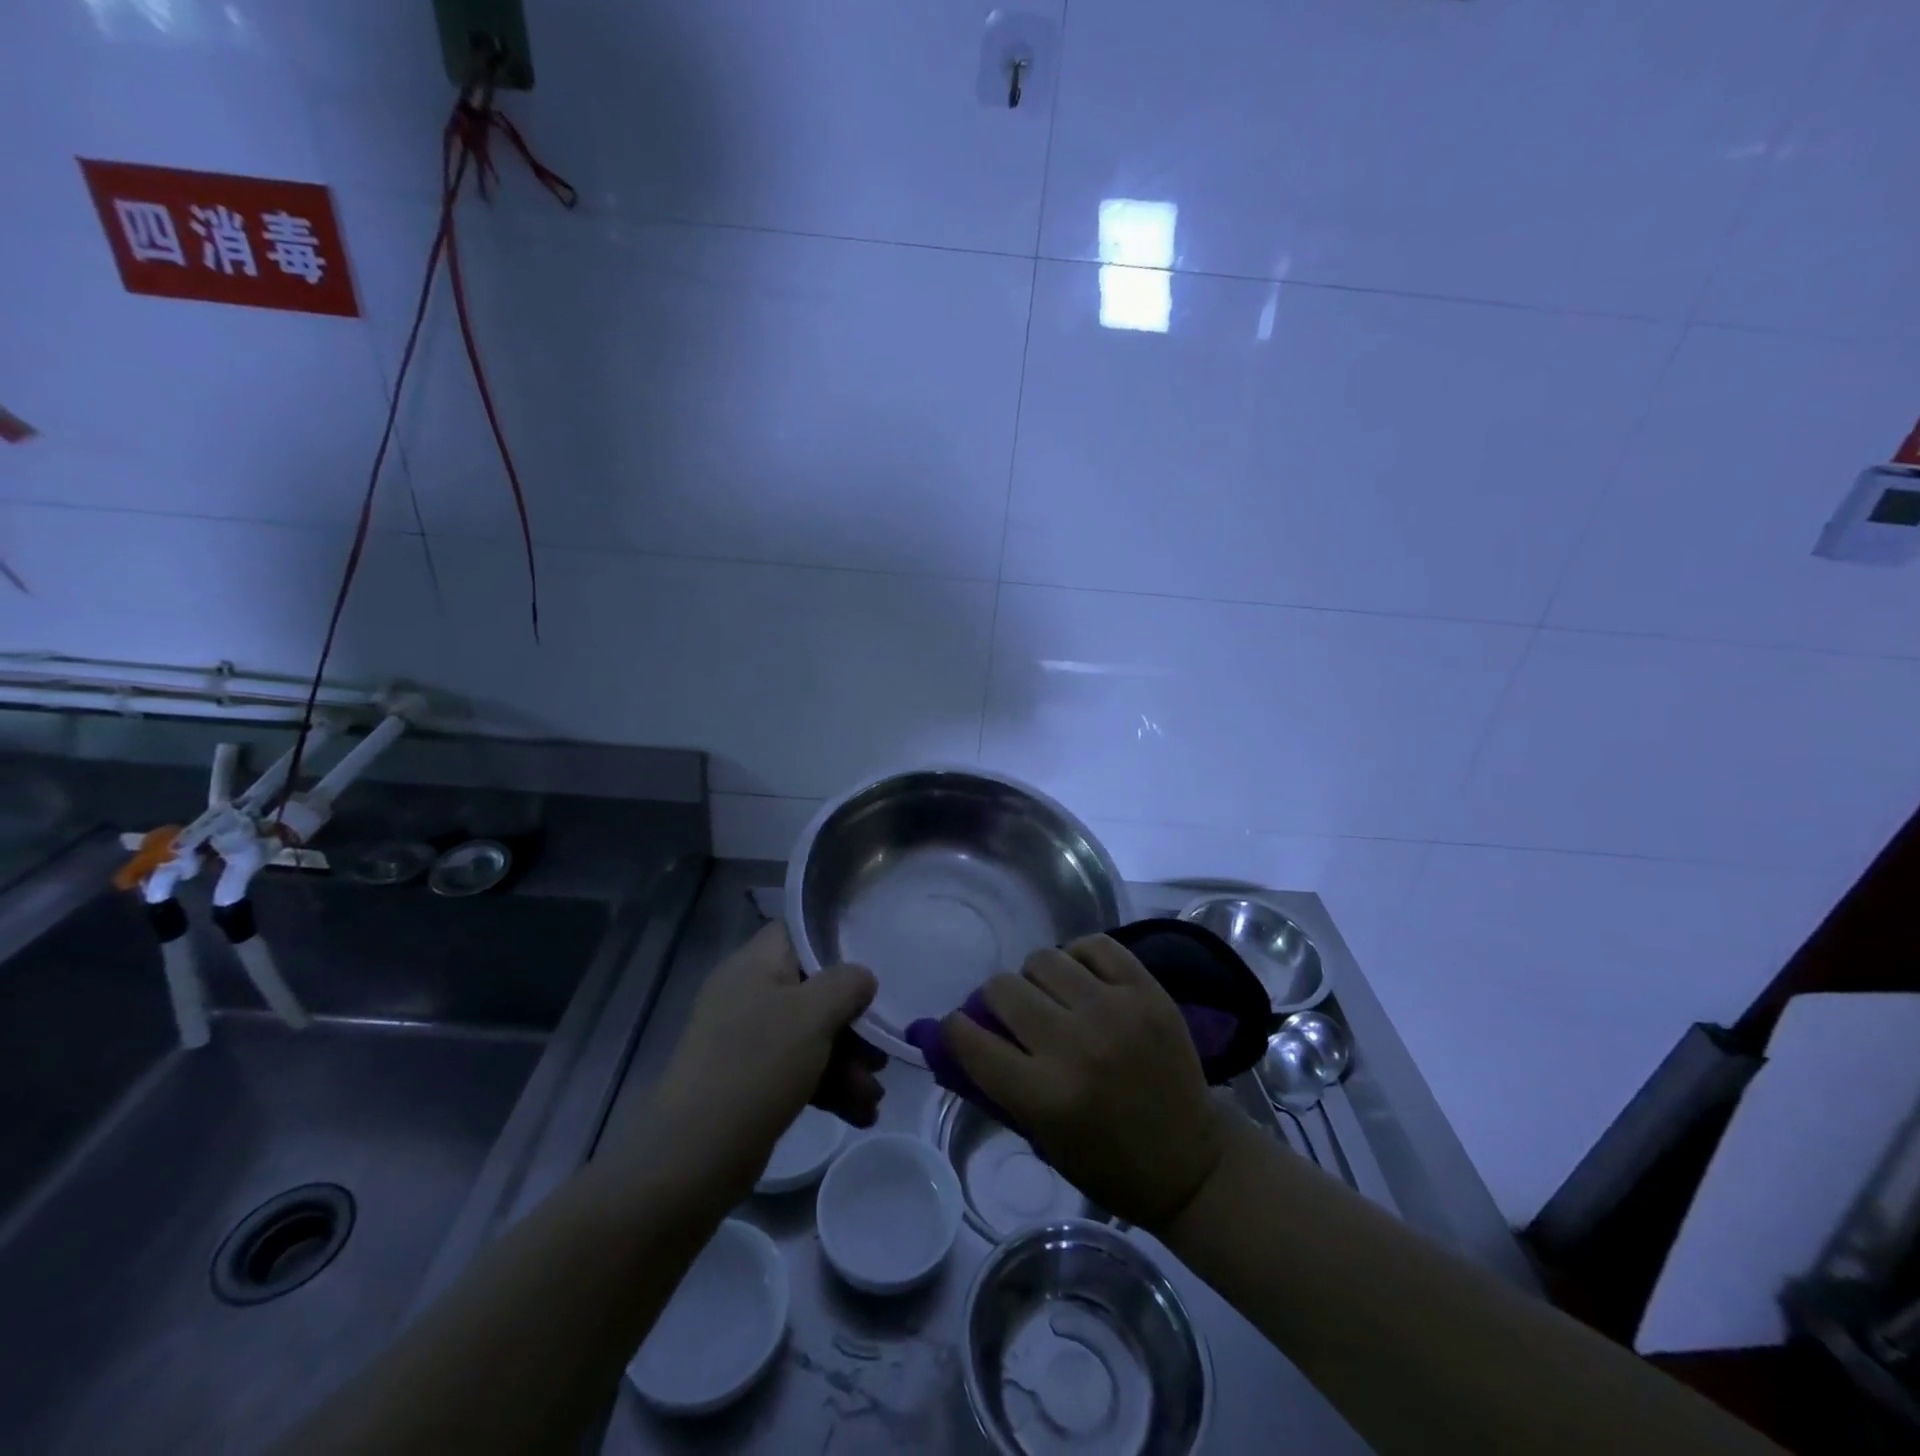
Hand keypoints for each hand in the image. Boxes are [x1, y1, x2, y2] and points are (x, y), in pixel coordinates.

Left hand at [620, 923, 884, 1204]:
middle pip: (812, 991)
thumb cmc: (757, 1065)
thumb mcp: (813, 1014)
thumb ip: (847, 984)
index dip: (835, 945)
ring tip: (874, 1099)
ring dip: (847, 1064)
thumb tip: (861, 978)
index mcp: (754, 964)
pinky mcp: (748, 1080)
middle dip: (852, 1024)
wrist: (694, 1156)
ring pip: (809, 1036)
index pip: (797, 932)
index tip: (869, 970)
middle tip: (880, 1054)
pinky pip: (797, 1070)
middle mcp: (748, 994)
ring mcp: (745, 1039)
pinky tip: (859, 1115)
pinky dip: (828, 1088)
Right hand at [940, 934, 1226, 1230]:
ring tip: (1052, 996)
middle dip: (996, 1000)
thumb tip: (953, 1036)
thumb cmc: (1106, 1162)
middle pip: (1004, 988)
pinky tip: (1084, 979)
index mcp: (1044, 1095)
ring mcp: (1114, 1011)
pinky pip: (1094, 945)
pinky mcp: (1147, 991)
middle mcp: (1075, 1045)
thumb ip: (996, 1084)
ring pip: (1043, 959)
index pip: (970, 1040)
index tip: (961, 1027)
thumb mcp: (1039, 1136)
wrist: (1191, 1161)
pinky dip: (1079, 956)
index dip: (956, 1029)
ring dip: (1037, 978)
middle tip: (1013, 1014)